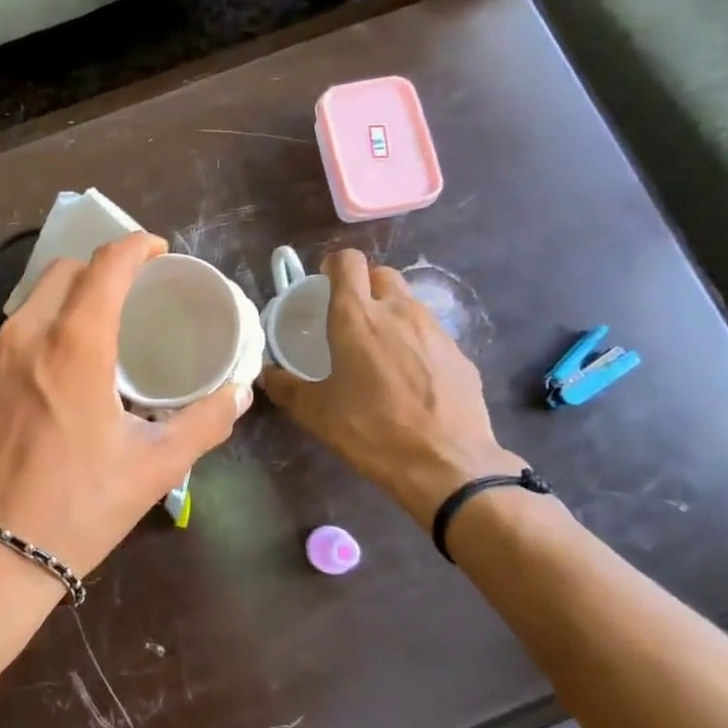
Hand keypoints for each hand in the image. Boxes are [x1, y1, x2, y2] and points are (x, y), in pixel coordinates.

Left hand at [0, 232, 251, 587]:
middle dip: (99, 270)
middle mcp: (24, 337)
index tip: (157, 253)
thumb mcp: (153, 468)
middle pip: (63, 273)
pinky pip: (6, 340)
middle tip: (130, 296)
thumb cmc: (77, 509)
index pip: (106, 265)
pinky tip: (51, 378)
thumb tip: (239, 393)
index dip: (136, 247)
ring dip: (65, 303)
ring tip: (93, 336)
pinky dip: (36, 337)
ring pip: (30, 305)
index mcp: (74, 344)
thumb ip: (204, 422)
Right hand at [260, 250, 521, 524]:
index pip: (347, 261)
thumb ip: (286, 387)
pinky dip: (416, 343)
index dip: (333, 266)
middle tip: (350, 317)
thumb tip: (266, 374)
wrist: (447, 466)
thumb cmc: (371, 431)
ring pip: (409, 303)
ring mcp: (435, 330)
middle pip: (381, 274)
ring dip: (391, 313)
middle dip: (364, 285)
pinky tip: (411, 378)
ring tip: (380, 350)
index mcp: (357, 317)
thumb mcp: (316, 413)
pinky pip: (431, 334)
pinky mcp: (461, 354)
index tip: (323, 284)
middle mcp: (398, 312)